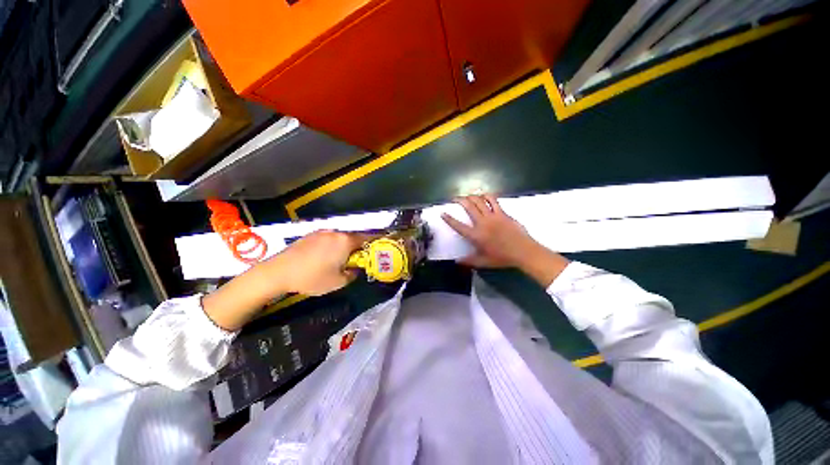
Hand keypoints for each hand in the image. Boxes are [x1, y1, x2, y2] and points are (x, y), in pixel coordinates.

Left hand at [203, 230, 368, 330]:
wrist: (278, 272)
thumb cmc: (312, 278)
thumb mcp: (338, 282)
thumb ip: (352, 274)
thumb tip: (355, 269)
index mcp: (345, 241)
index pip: (367, 238)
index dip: (376, 241)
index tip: (382, 244)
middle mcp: (336, 233)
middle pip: (354, 237)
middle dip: (359, 246)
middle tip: (361, 257)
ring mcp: (322, 232)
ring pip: (341, 238)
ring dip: (346, 246)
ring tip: (343, 258)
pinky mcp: (311, 235)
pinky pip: (329, 238)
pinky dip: (334, 245)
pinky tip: (327, 256)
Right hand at [441, 194, 568, 286]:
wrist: (523, 251)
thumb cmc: (502, 258)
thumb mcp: (483, 262)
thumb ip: (469, 261)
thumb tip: (457, 261)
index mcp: (475, 235)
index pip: (458, 225)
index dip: (449, 219)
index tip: (442, 212)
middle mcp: (482, 223)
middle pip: (469, 207)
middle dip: (460, 200)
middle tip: (455, 198)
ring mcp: (493, 216)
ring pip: (480, 201)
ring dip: (472, 196)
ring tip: (468, 195)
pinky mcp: (502, 213)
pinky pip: (494, 201)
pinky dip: (487, 196)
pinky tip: (484, 195)